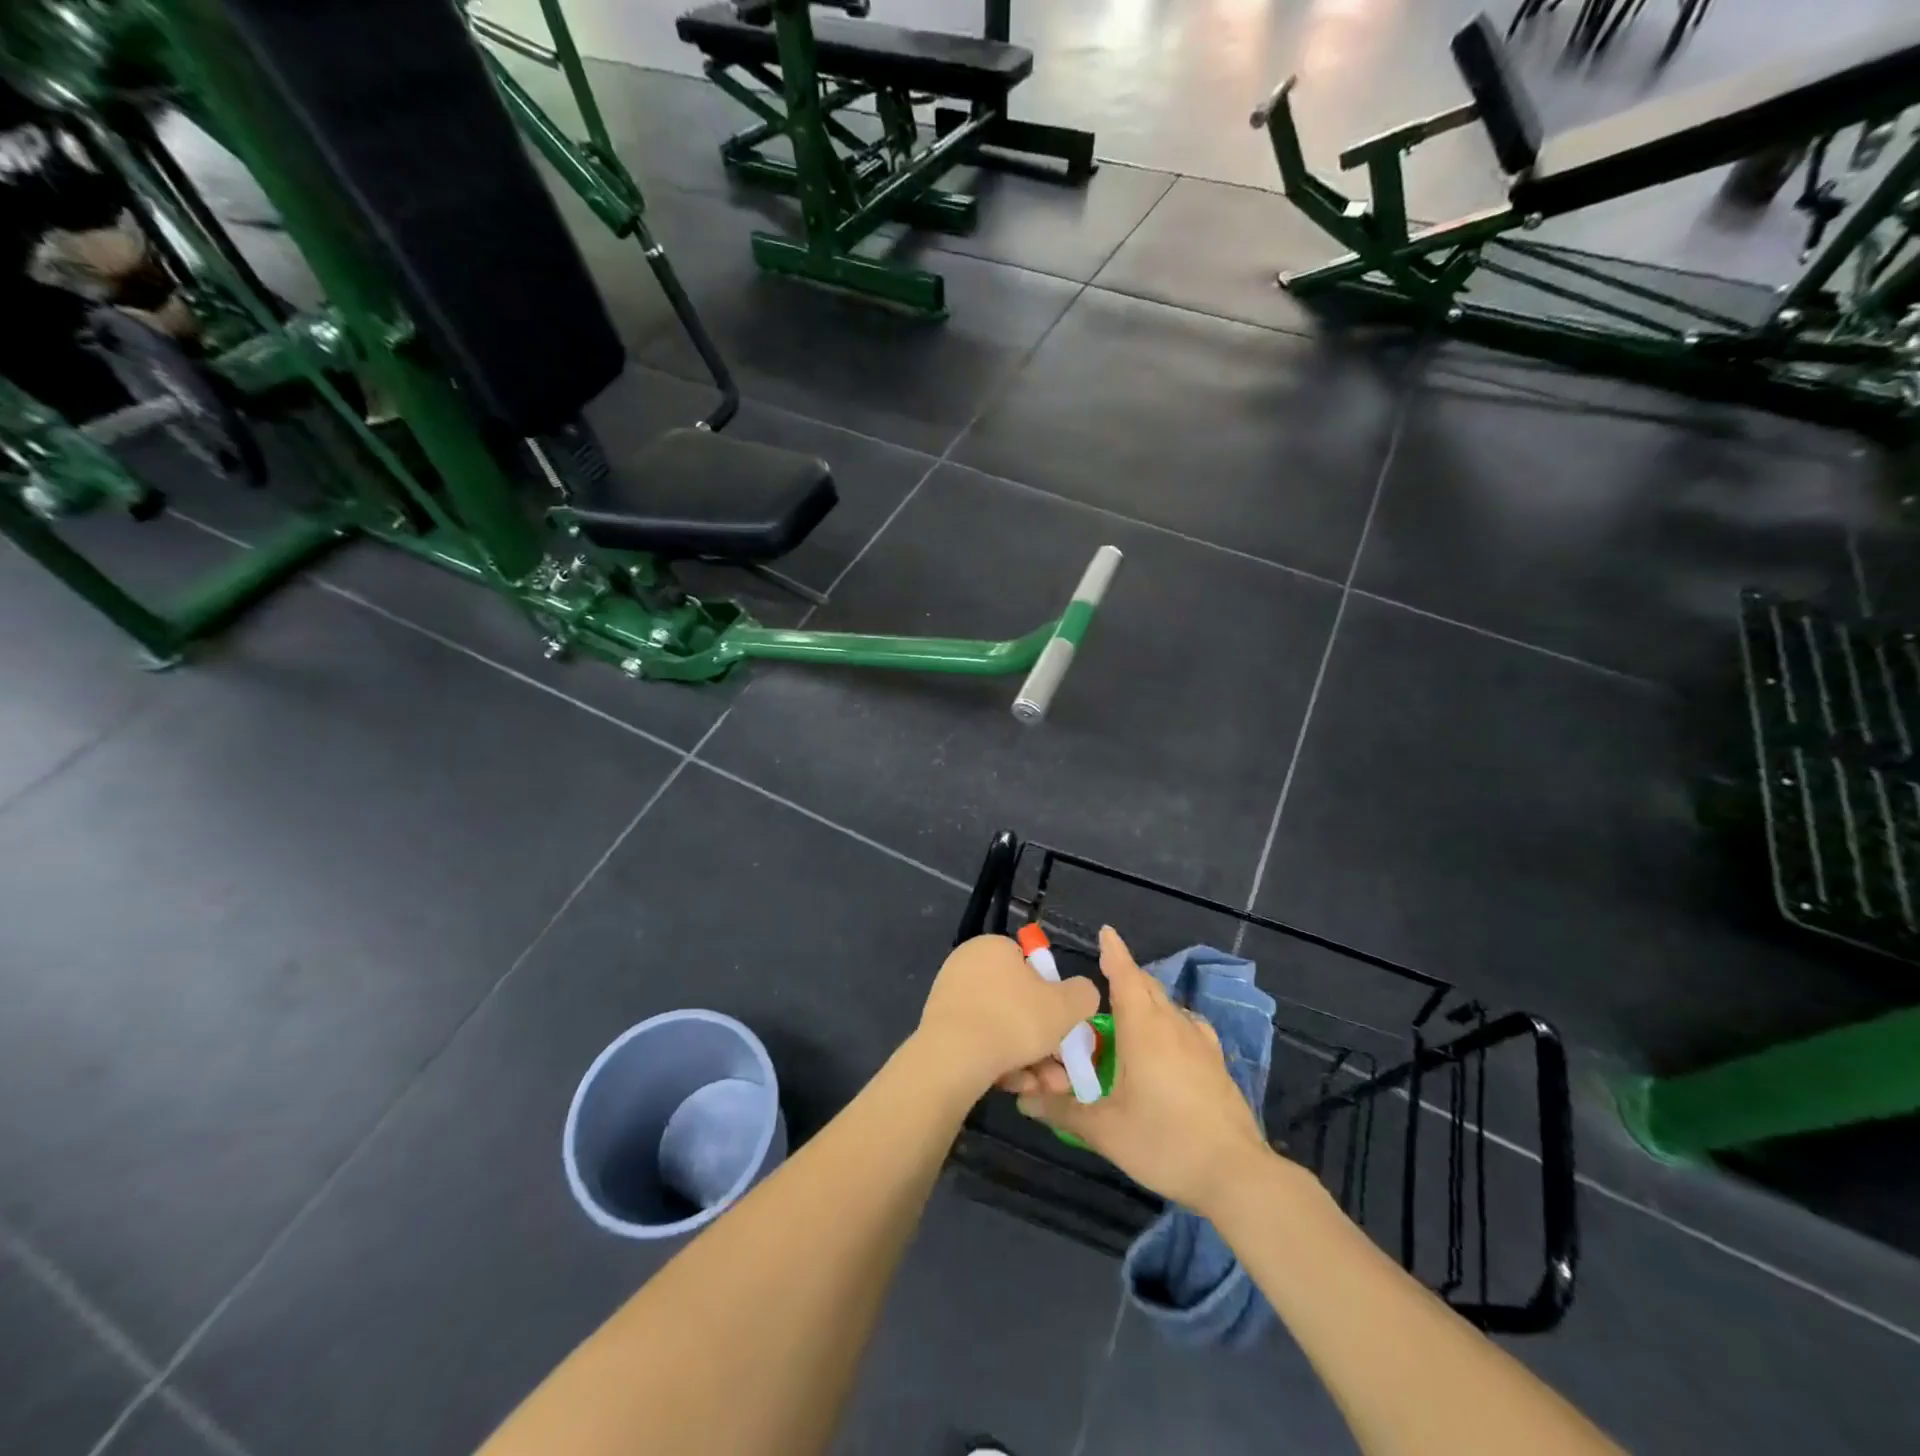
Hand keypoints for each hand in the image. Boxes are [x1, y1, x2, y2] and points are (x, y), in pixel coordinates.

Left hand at [915, 935, 1099, 1095]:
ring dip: (1030, 1059)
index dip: (1052, 996)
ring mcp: (951, 999)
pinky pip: (981, 1044)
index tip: (1065, 1025)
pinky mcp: (940, 1031)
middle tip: (1062, 1070)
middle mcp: (967, 966)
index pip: (1030, 965)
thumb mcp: (1066, 1005)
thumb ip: (1083, 994)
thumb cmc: (1014, 1020)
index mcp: (993, 947)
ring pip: (1003, 1029)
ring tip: (1047, 1087)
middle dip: (1045, 1040)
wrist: (953, 1059)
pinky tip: (1018, 1088)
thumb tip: (1081, 994)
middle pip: (1018, 1004)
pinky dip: (1002, 1064)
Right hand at [1011, 927, 1270, 1213]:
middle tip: (1103, 976)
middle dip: (1125, 974)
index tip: (1105, 932)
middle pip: (1146, 985)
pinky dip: (1169, 1019)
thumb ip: (1063, 1112)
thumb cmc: (1164, 1141)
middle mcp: (1172, 1024)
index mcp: (1143, 1028)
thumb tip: (1024, 1101)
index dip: (1114, 952)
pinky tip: (1167, 1040)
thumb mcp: (1105, 1130)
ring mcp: (1200, 1042)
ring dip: (1147, 997)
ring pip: (1168, 1004)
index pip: (1125, 975)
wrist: (1236, 1173)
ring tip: (1129, 1009)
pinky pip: (1187, 1025)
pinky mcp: (1216, 1062)